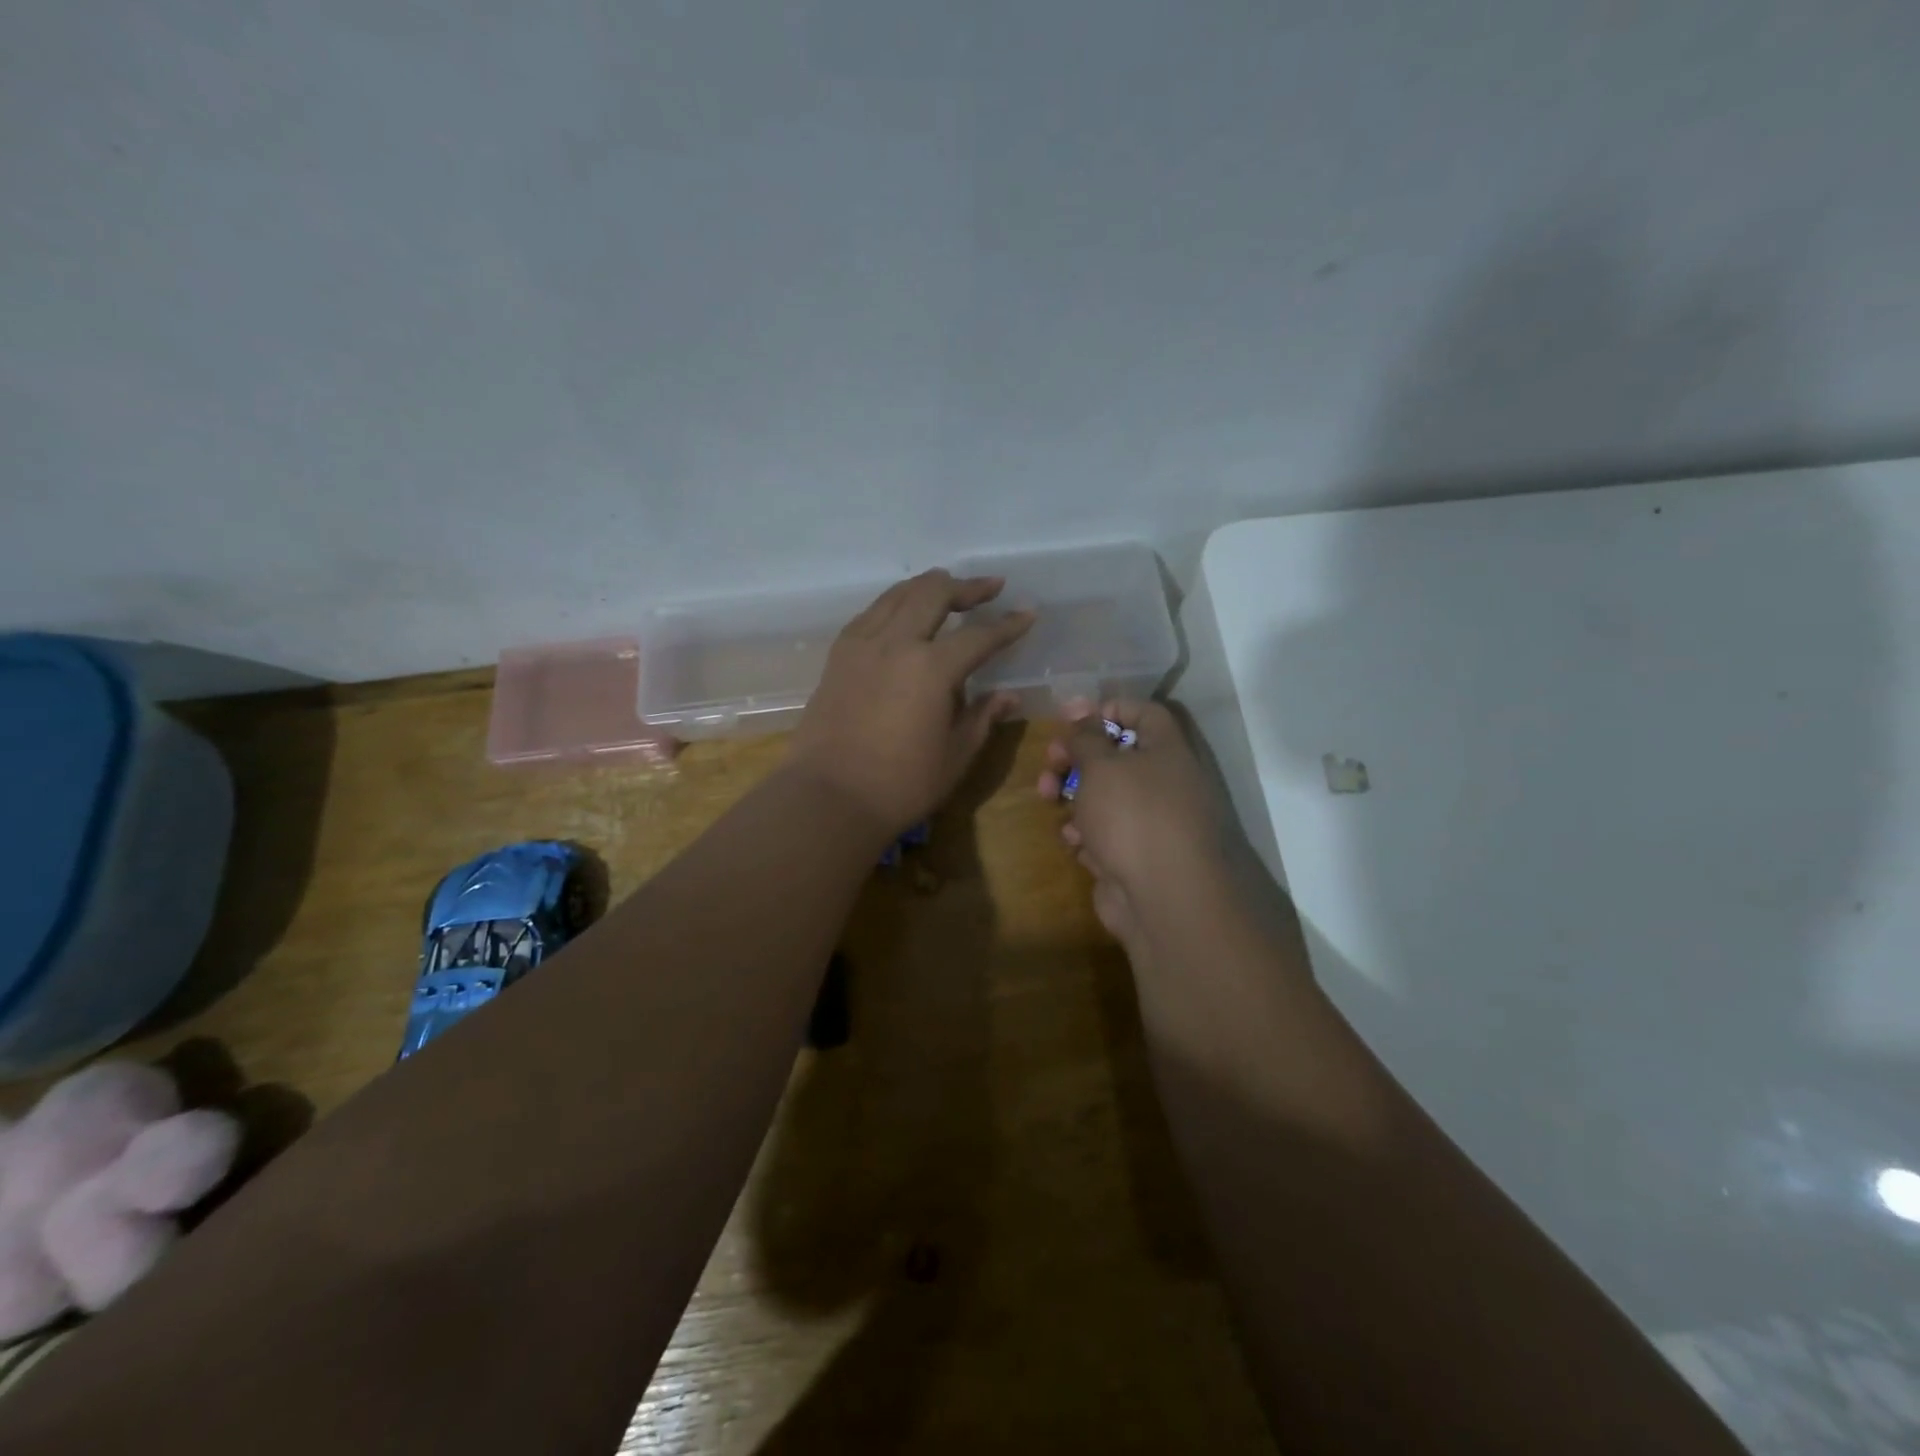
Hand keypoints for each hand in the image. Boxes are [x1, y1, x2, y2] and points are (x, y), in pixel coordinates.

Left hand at [788, 570, 1033, 833]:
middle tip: (990, 587)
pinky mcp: (839, 656)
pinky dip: (895, 604)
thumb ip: (982, 718)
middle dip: (966, 587)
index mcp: (932, 668)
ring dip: (928, 586)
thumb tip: (1008, 696)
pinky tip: (903, 614)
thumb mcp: (955, 755)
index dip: (1008, 625)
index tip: (1027, 614)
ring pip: (898, 595)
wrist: (828, 797)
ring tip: (948, 588)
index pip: (979, 636)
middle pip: (934, 594)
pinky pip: (871, 613)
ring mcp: (862, 644)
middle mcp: (896, 643)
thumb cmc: (901, 785)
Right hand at [1037, 700, 1230, 955]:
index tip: (1072, 718)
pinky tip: (1075, 842)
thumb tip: (1080, 710)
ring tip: (1049, 800)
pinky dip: (1086, 834)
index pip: (1144, 712)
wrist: (1163, 898)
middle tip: (1050, 763)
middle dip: (1076, 757)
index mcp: (1167, 750)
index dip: (1108, 709)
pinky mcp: (1134, 856)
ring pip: (1104, 797)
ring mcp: (1151, 823)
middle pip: (1115, 756)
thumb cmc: (1133, 816)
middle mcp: (1164, 782)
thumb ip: (1085, 736)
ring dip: (1073, 796)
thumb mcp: (1101, 765)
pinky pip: (1104, 833)